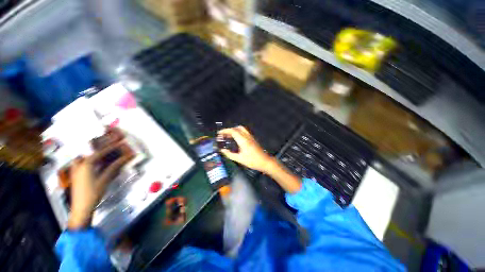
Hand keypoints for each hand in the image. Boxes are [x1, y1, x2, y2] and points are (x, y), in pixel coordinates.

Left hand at [68, 142, 133, 229]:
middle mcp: (79, 164)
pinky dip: (90, 160)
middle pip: (92, 152)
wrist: (81, 207)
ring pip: (85, 157)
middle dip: (102, 148)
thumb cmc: (93, 192)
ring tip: (104, 153)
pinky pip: (82, 163)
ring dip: (95, 154)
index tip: (120, 142)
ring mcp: (76, 169)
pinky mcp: (76, 174)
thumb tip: (127, 157)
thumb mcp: (105, 179)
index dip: (112, 147)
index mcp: (86, 164)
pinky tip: (95, 163)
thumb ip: (115, 166)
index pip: (101, 152)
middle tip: (111, 144)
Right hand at [218, 126, 274, 172]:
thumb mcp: (239, 159)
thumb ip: (229, 154)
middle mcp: (247, 136)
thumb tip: (222, 150)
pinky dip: (238, 132)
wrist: (264, 161)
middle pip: (237, 128)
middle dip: (229, 130)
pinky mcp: (252, 139)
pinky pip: (244, 132)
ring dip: (234, 130)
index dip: (225, 131)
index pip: (233, 131)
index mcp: (243, 140)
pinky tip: (236, 139)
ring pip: (241, 129)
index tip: (219, 133)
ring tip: (228, 136)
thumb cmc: (252, 161)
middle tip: (223, 135)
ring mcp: (250, 137)